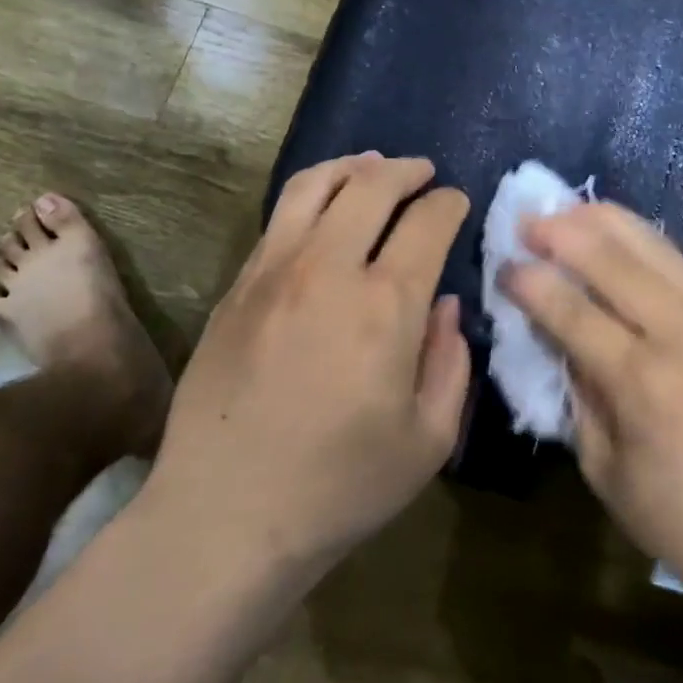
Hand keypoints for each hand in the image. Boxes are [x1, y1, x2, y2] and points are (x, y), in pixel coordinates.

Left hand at [147, 154, 470, 575]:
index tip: (457, 204)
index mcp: (385, 305)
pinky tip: (324, 211)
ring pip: (314, 186)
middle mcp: (327, 270)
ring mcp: (272, 272)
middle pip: (371, 186)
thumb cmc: (341, 486)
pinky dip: (311, 197)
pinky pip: (279, 219)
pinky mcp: (236, 288)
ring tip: (373, 168)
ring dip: (353, 168)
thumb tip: (445, 306)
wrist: (226, 514)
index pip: (427, 222)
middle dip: (407, 171)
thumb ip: (451, 362)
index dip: (449, 204)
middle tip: (424, 174)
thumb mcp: (429, 439)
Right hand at [503, 202, 682, 615]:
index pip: (571, 310)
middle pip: (611, 258)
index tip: (502, 266)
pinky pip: (677, 262)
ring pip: (651, 245)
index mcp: (641, 381)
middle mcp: (679, 332)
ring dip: (602, 221)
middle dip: (560, 232)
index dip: (530, 282)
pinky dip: (639, 239)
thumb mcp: (607, 472)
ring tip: (566, 211)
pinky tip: (616, 236)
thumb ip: (579, 398)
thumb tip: (558, 344)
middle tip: (524, 220)